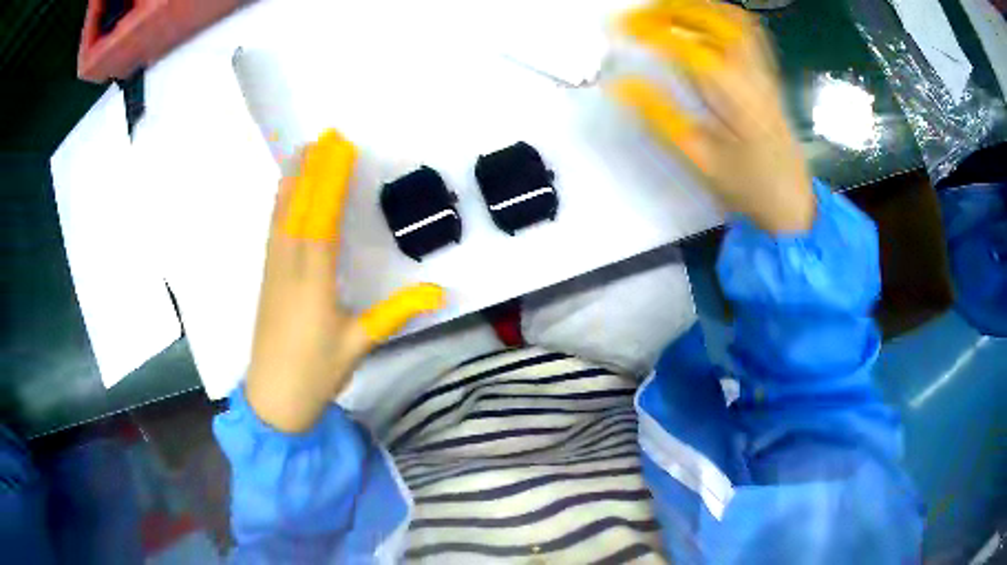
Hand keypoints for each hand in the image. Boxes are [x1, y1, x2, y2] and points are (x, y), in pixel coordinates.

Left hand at [246, 130, 445, 433]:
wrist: (272, 399)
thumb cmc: (316, 373)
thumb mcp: (359, 344)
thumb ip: (396, 313)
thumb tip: (439, 290)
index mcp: (313, 280)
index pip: (322, 218)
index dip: (331, 180)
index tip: (341, 148)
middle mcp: (289, 265)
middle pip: (299, 207)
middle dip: (311, 168)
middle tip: (322, 135)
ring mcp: (274, 269)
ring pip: (281, 215)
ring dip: (293, 179)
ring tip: (301, 151)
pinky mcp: (267, 277)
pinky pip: (273, 229)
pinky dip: (280, 203)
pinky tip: (283, 192)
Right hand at [612, 0, 814, 232]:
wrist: (793, 202)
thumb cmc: (748, 186)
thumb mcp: (700, 157)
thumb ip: (661, 116)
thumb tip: (619, 84)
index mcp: (734, 94)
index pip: (687, 47)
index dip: (649, 32)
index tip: (616, 28)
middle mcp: (752, 72)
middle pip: (714, 20)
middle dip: (673, 9)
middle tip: (639, 15)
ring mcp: (764, 71)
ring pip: (734, 20)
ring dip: (698, 7)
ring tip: (666, 10)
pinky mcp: (768, 76)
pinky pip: (747, 32)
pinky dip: (721, 16)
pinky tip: (702, 22)